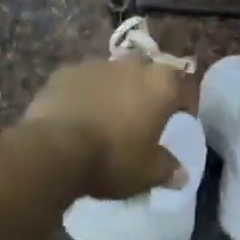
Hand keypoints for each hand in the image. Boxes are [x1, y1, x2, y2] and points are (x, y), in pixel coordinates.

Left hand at [24, 56, 196, 199]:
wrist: (55, 149)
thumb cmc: (113, 158)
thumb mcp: (147, 173)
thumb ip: (167, 169)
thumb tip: (181, 174)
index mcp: (161, 84)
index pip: (184, 87)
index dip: (184, 104)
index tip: (180, 119)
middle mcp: (132, 65)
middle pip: (148, 72)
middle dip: (148, 89)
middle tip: (143, 114)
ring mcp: (96, 65)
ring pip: (113, 73)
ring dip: (115, 89)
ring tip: (107, 115)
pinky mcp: (65, 71)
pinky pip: (83, 80)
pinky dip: (84, 93)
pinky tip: (78, 114)